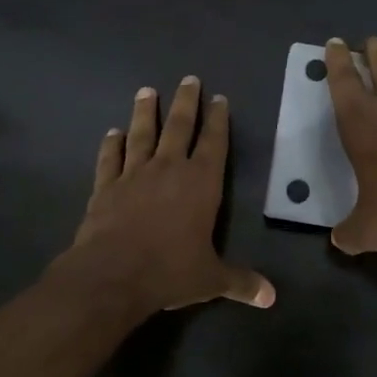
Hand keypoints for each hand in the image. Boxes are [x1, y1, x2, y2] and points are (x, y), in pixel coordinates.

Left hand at [59, 77, 274, 316]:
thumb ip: (241, 282)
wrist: (113, 274)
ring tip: (146, 91)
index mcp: (201, 183)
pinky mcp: (105, 186)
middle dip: (186, 102)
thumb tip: (271, 298)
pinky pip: (110, 159)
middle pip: (179, 126)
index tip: (219, 98)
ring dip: (144, 112)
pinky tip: (112, 133)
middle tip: (188, 78)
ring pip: (141, 134)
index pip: (214, 143)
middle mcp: (169, 169)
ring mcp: (134, 174)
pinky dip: (111, 144)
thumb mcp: (211, 279)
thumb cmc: (170, 271)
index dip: (218, 120)